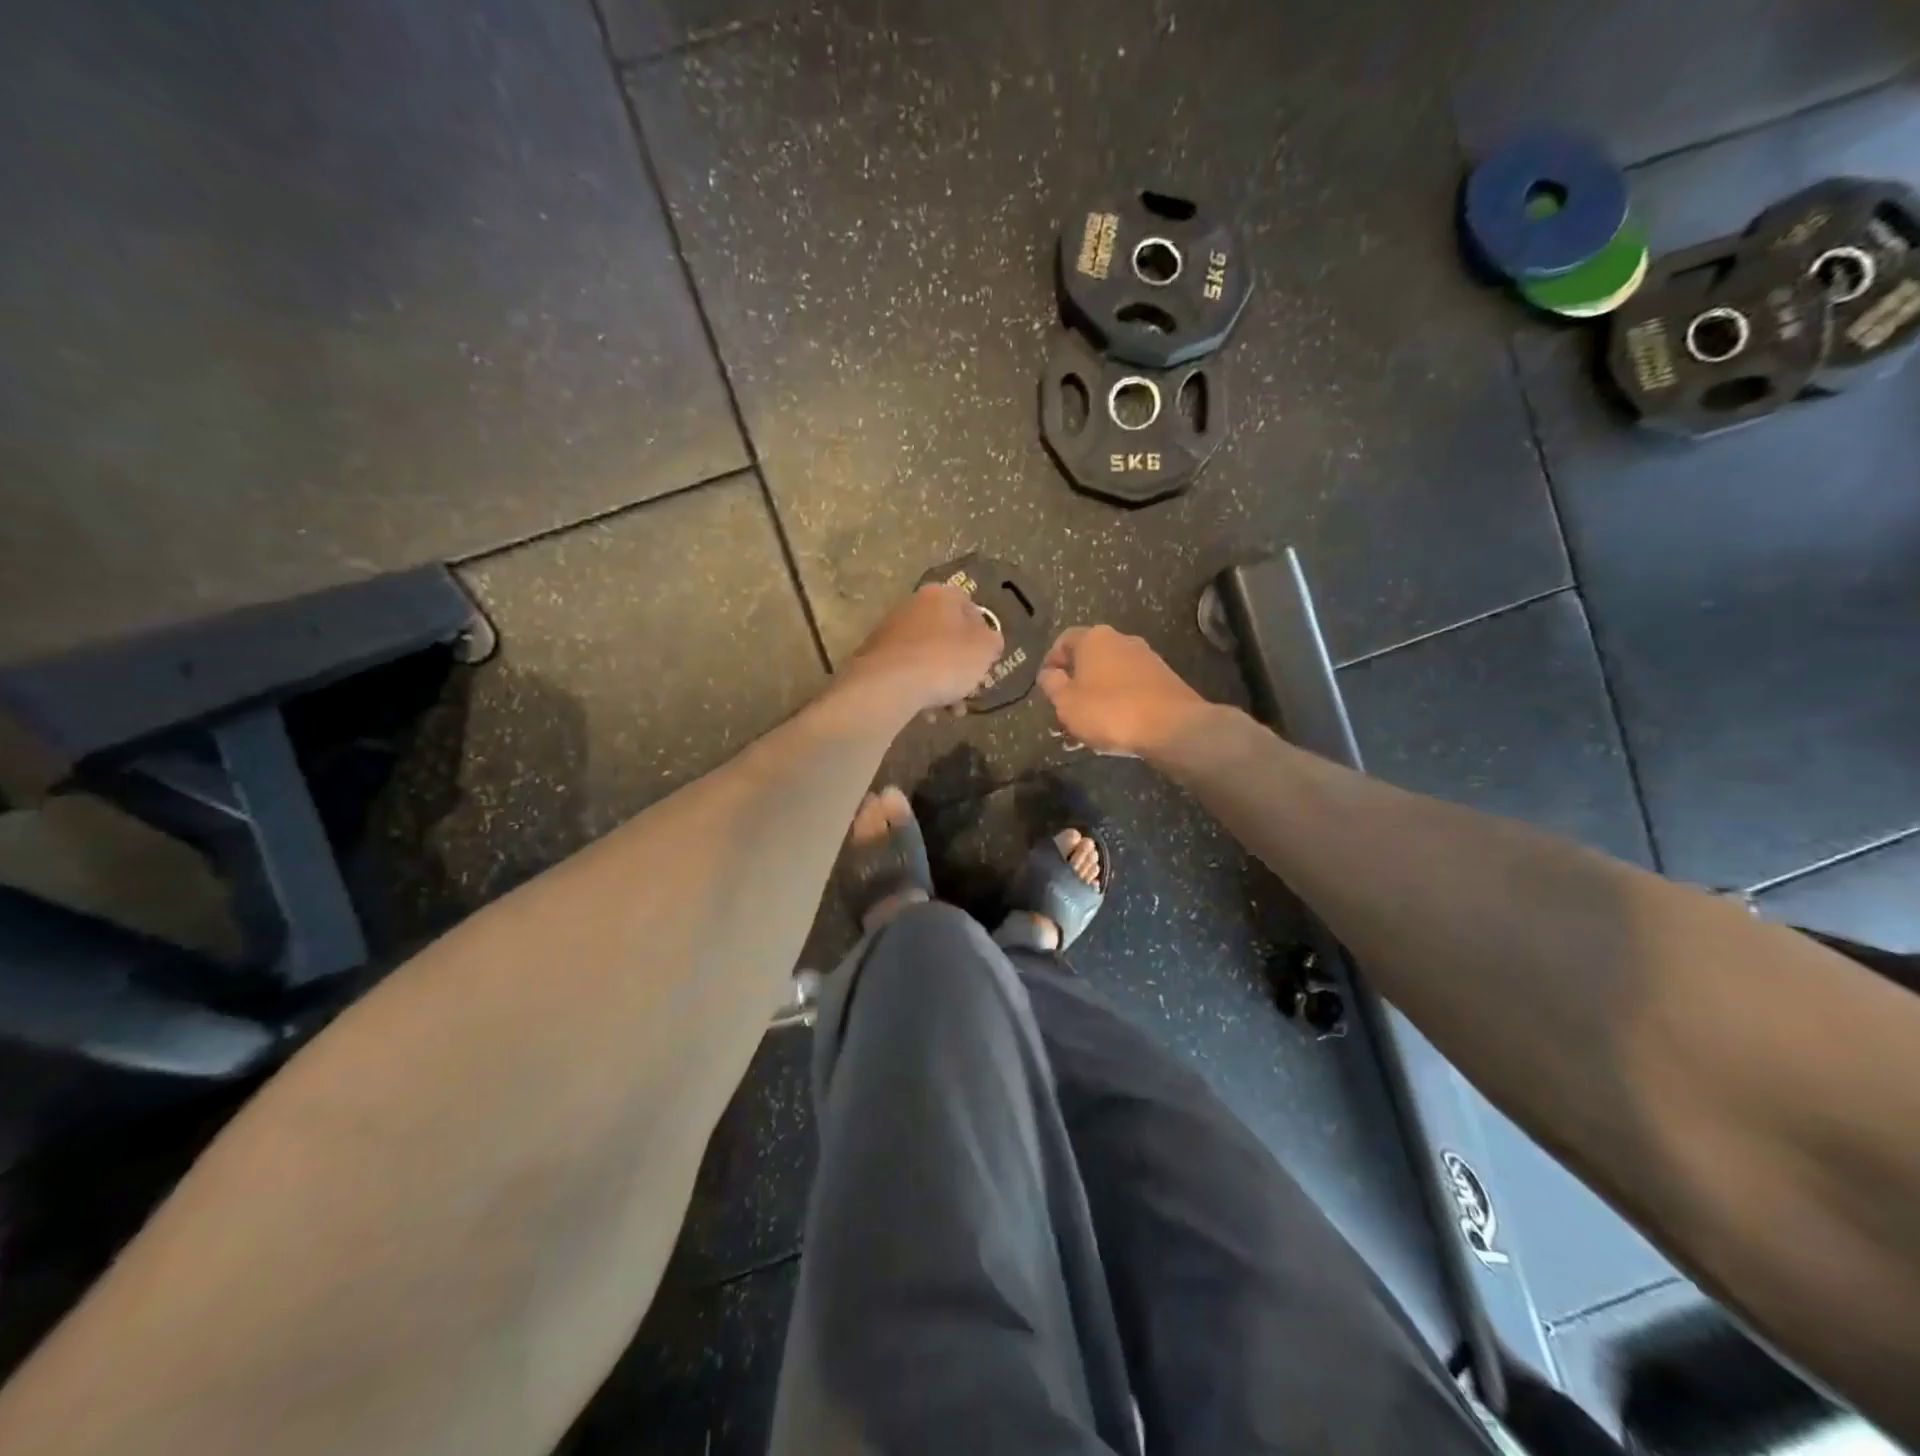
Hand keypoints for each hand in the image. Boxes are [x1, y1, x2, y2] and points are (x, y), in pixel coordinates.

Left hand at [845, 583, 1005, 714]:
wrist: (889, 685)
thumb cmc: (945, 660)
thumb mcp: (984, 650)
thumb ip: (992, 641)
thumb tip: (988, 640)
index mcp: (940, 596)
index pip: (969, 606)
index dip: (982, 634)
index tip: (986, 659)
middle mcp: (912, 606)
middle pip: (946, 636)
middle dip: (961, 667)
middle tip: (970, 691)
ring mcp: (889, 632)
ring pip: (926, 657)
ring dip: (942, 685)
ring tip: (951, 711)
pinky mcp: (874, 658)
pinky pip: (906, 672)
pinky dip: (919, 689)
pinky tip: (928, 713)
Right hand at [1038, 625, 1209, 757]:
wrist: (1172, 726)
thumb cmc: (1110, 711)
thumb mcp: (1067, 702)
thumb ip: (1051, 685)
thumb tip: (1048, 673)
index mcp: (1094, 639)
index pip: (1063, 641)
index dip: (1051, 661)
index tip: (1045, 685)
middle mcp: (1121, 640)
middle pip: (1088, 660)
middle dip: (1074, 686)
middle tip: (1064, 712)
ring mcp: (1146, 659)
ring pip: (1110, 677)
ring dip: (1095, 699)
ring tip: (1086, 729)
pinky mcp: (1164, 680)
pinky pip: (1130, 689)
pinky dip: (1118, 704)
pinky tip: (1113, 729)